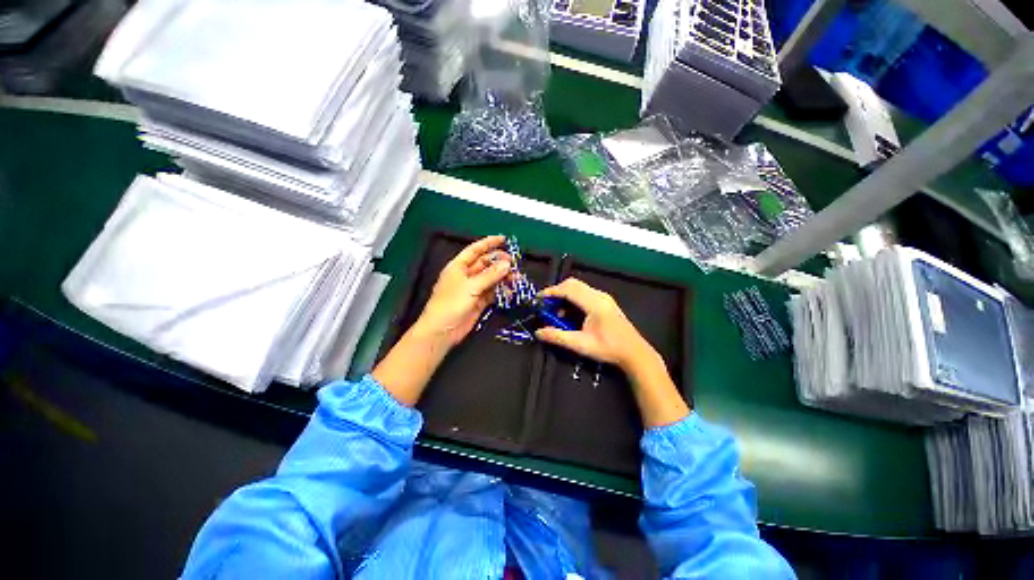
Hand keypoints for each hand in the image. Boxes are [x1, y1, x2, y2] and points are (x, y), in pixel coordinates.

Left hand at [414, 235, 511, 347]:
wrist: (442, 330)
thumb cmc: (450, 304)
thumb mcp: (471, 286)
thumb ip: (490, 275)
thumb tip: (506, 264)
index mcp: (458, 266)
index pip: (475, 250)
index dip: (489, 243)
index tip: (503, 239)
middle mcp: (466, 276)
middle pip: (485, 264)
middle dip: (499, 262)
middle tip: (514, 264)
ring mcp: (473, 289)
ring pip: (491, 279)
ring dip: (503, 278)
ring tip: (516, 278)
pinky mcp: (478, 302)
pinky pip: (492, 293)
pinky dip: (501, 291)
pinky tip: (510, 291)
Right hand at [535, 277, 689, 426]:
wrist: (634, 352)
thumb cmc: (608, 348)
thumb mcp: (581, 345)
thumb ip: (558, 337)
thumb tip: (538, 332)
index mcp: (594, 304)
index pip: (568, 290)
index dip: (551, 292)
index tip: (539, 298)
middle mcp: (600, 296)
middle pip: (573, 284)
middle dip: (557, 291)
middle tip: (546, 304)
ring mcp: (604, 297)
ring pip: (579, 287)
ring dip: (565, 295)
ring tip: (557, 312)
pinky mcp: (606, 301)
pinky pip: (585, 292)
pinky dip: (573, 298)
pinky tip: (570, 313)